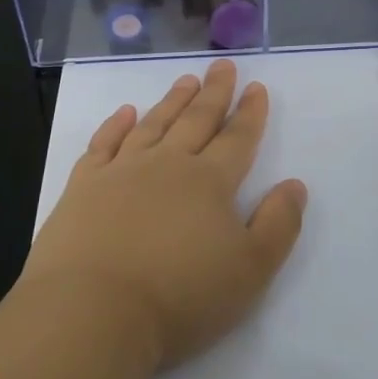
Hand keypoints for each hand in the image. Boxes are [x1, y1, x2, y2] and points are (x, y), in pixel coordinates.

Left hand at [19, 58, 308, 371]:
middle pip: (196, 120)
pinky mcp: (82, 188)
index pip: (237, 138)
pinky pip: (102, 145)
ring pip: (153, 125)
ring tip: (185, 80)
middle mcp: (167, 165)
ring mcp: (121, 172)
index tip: (256, 87)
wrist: (92, 313)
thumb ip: (279, 224)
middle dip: (214, 92)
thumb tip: (294, 184)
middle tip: (223, 65)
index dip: (250, 113)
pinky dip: (115, 125)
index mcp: (210, 182)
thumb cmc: (180, 296)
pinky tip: (125, 113)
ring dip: (172, 101)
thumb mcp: (251, 270)